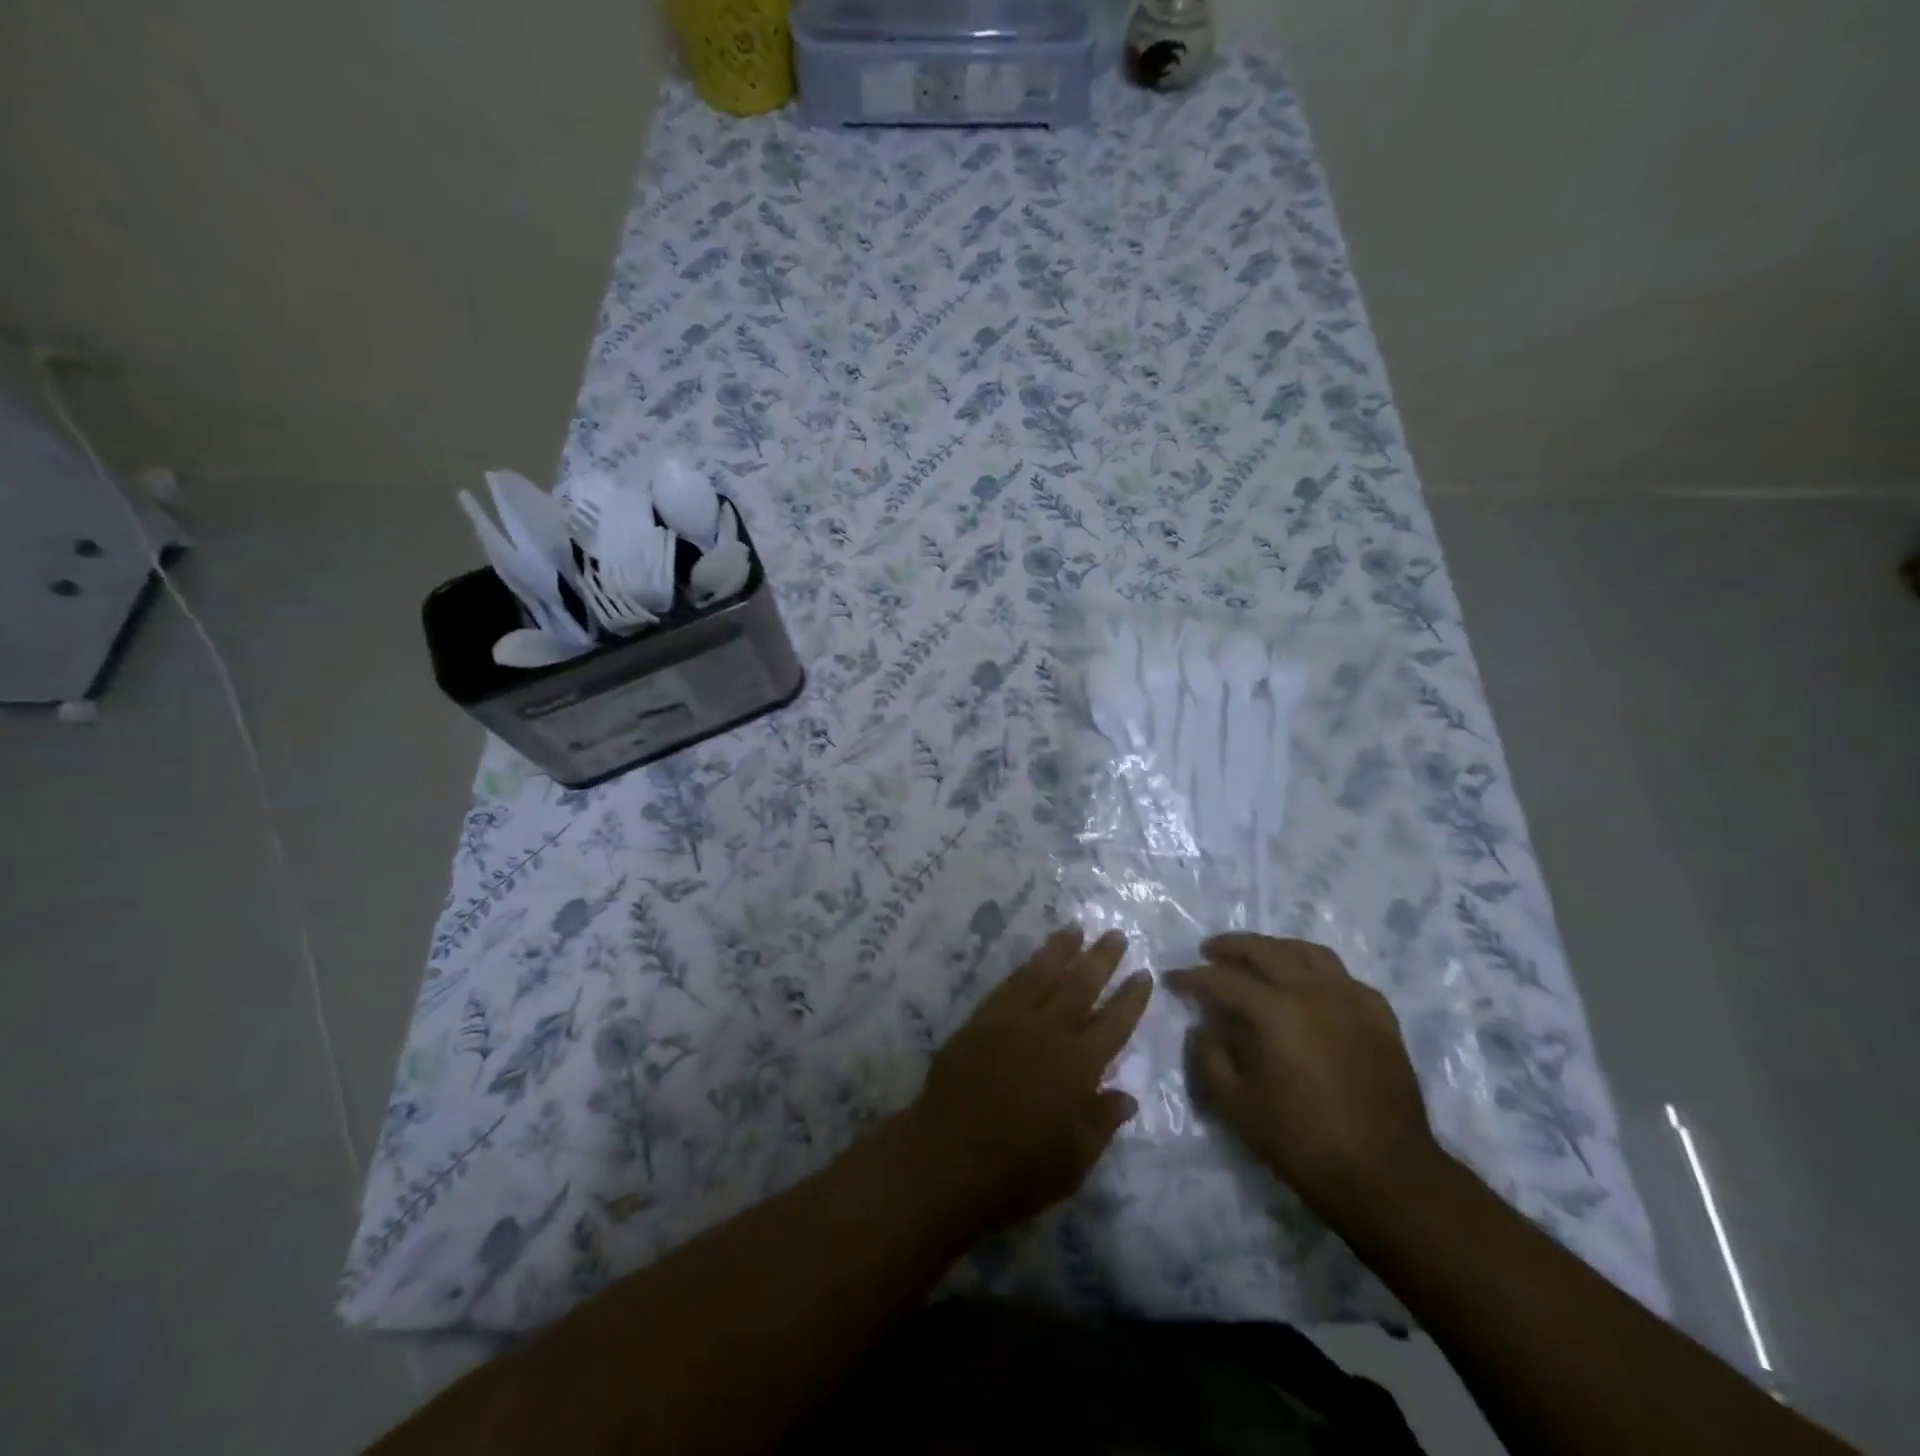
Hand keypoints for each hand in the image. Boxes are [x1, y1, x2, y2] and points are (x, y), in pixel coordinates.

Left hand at [908, 926, 1151, 1225]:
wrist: (947, 1157)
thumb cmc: (1017, 1171)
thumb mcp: (1074, 1162)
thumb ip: (1101, 1123)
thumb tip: (1126, 1096)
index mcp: (1079, 1067)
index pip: (1114, 1024)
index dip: (1131, 999)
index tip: (1144, 974)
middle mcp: (1049, 1033)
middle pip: (1081, 986)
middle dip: (1101, 959)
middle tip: (1116, 934)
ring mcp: (1012, 1021)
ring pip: (1043, 974)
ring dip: (1062, 950)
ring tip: (1076, 929)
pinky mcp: (981, 1019)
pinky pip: (1009, 984)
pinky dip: (1026, 967)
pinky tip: (1034, 958)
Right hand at [1168, 934, 1441, 1221]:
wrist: (1386, 1174)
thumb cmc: (1303, 1141)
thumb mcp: (1237, 1106)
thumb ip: (1209, 1059)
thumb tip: (1203, 1028)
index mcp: (1276, 1011)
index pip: (1223, 980)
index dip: (1193, 978)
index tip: (1173, 979)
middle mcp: (1313, 991)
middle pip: (1266, 951)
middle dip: (1231, 947)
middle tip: (1209, 951)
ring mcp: (1352, 1000)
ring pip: (1308, 953)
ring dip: (1275, 948)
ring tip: (1258, 957)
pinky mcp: (1380, 1018)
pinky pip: (1344, 977)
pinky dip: (1318, 972)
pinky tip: (1310, 986)